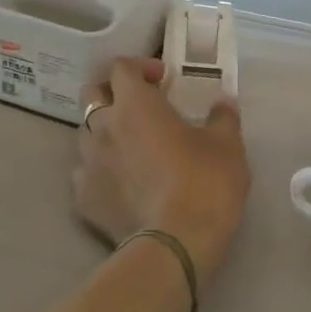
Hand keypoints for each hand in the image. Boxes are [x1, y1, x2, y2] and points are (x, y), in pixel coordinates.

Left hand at [74, 58, 249, 291]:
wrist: (175, 245)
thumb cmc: (203, 183)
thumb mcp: (227, 144)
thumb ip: (222, 117)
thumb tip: (223, 102)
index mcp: (134, 104)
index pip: (121, 67)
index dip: (140, 67)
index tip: (163, 80)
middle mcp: (103, 126)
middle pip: (93, 94)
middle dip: (113, 93)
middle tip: (140, 107)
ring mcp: (87, 163)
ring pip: (85, 133)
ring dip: (105, 132)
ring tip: (131, 147)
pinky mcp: (83, 199)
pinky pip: (85, 173)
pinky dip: (100, 171)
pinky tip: (121, 183)